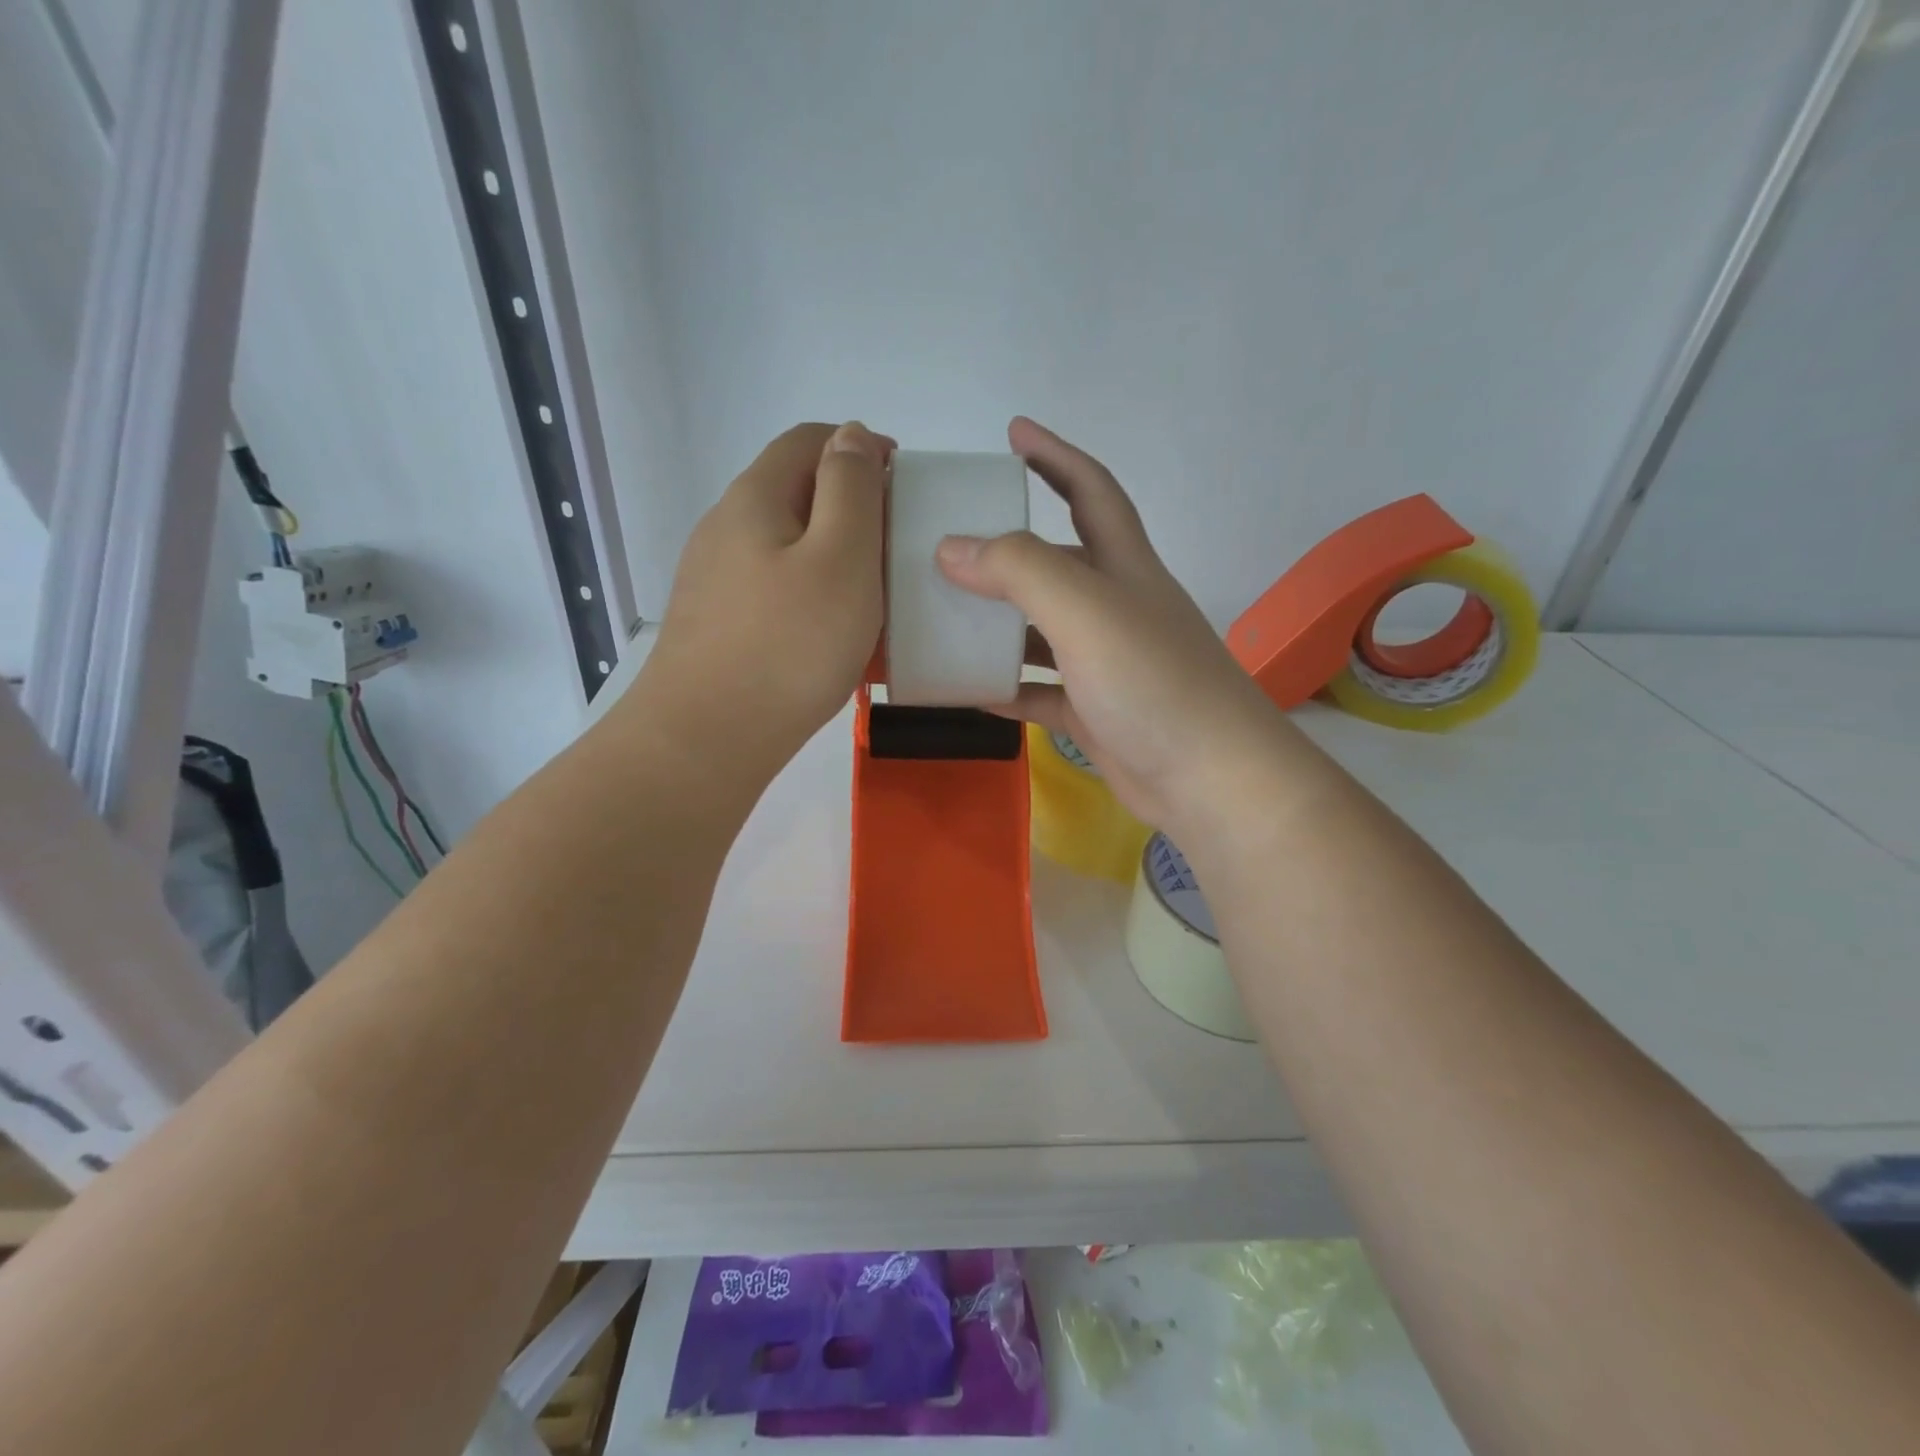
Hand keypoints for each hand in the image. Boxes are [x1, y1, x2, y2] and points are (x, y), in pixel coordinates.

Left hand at [635, 422, 891, 782]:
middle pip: (795, 494)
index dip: (860, 447)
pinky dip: (812, 600)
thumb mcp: (841, 557)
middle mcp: (725, 529)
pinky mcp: (716, 627)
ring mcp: (714, 582)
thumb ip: (852, 488)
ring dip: (834, 560)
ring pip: (787, 549)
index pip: (808, 440)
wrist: (704, 742)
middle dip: (851, 509)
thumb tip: (852, 435)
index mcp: (755, 498)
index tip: (904, 486)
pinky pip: (775, 595)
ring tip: (875, 601)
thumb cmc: (788, 646)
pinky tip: (833, 641)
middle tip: (896, 550)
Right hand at [936, 418, 1287, 835]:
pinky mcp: (1094, 713)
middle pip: (1056, 561)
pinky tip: (964, 687)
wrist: (1209, 780)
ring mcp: (1106, 664)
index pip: (1090, 490)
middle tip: (947, 542)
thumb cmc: (1153, 682)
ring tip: (941, 615)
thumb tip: (950, 549)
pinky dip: (1004, 686)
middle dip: (1007, 546)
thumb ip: (1019, 571)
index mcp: (1124, 566)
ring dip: (997, 622)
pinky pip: (1038, 691)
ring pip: (1040, 631)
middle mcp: (1117, 607)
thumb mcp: (1085, 610)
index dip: (1054, 455)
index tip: (1012, 432)